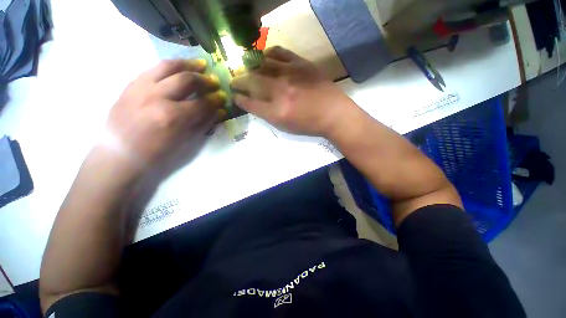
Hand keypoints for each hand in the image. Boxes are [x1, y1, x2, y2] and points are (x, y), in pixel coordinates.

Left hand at [102, 59, 226, 170]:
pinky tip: (174, 70)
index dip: (214, 101)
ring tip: (198, 65)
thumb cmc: (147, 158)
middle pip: (187, 79)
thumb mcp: (176, 147)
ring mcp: (142, 87)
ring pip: (169, 66)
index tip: (221, 98)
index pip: (200, 104)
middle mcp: (157, 97)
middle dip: (204, 80)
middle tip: (212, 82)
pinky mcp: (132, 84)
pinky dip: (168, 68)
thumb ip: (197, 126)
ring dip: (188, 64)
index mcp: (169, 118)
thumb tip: (215, 112)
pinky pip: (153, 69)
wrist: (117, 156)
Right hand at [231, 46, 354, 136]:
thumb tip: (250, 99)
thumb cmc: (309, 123)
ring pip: (261, 64)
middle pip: (250, 80)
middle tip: (235, 80)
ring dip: (249, 66)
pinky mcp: (300, 63)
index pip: (248, 102)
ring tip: (247, 67)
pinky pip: (279, 52)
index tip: (234, 94)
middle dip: (238, 80)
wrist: (334, 112)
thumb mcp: (284, 126)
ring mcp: (290, 74)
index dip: (238, 97)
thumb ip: (265, 112)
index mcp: (276, 111)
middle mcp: (280, 90)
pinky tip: (264, 56)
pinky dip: (268, 52)